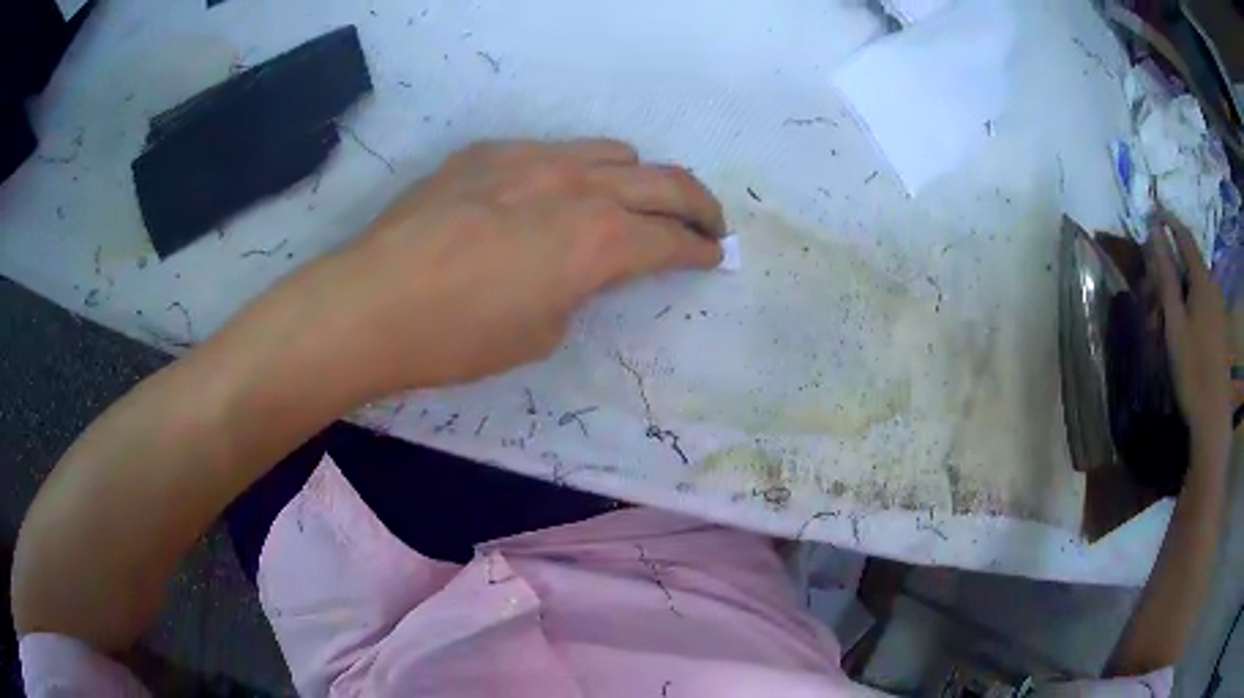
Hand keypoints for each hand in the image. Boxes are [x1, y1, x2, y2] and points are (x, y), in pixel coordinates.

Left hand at [324, 139, 724, 390]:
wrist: (372, 303)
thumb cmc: (459, 337)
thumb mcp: (542, 331)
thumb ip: (580, 287)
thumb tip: (583, 266)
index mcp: (599, 241)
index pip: (672, 239)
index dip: (700, 250)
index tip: (712, 255)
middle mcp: (578, 185)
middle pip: (666, 181)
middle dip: (699, 206)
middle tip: (707, 224)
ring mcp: (532, 158)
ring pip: (613, 151)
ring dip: (639, 179)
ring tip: (632, 201)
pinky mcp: (490, 151)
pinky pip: (553, 149)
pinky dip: (575, 171)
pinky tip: (550, 196)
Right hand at [1147, 213, 1231, 459]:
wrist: (1212, 415)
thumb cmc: (1193, 368)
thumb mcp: (1175, 322)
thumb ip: (1166, 274)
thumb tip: (1155, 231)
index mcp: (1202, 280)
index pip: (1184, 236)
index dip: (1168, 220)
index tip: (1151, 210)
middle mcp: (1211, 286)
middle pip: (1187, 262)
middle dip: (1167, 268)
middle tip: (1148, 288)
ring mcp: (1216, 307)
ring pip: (1192, 284)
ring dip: (1174, 291)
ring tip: (1158, 318)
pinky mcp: (1216, 325)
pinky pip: (1198, 301)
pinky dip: (1184, 305)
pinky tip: (1175, 328)